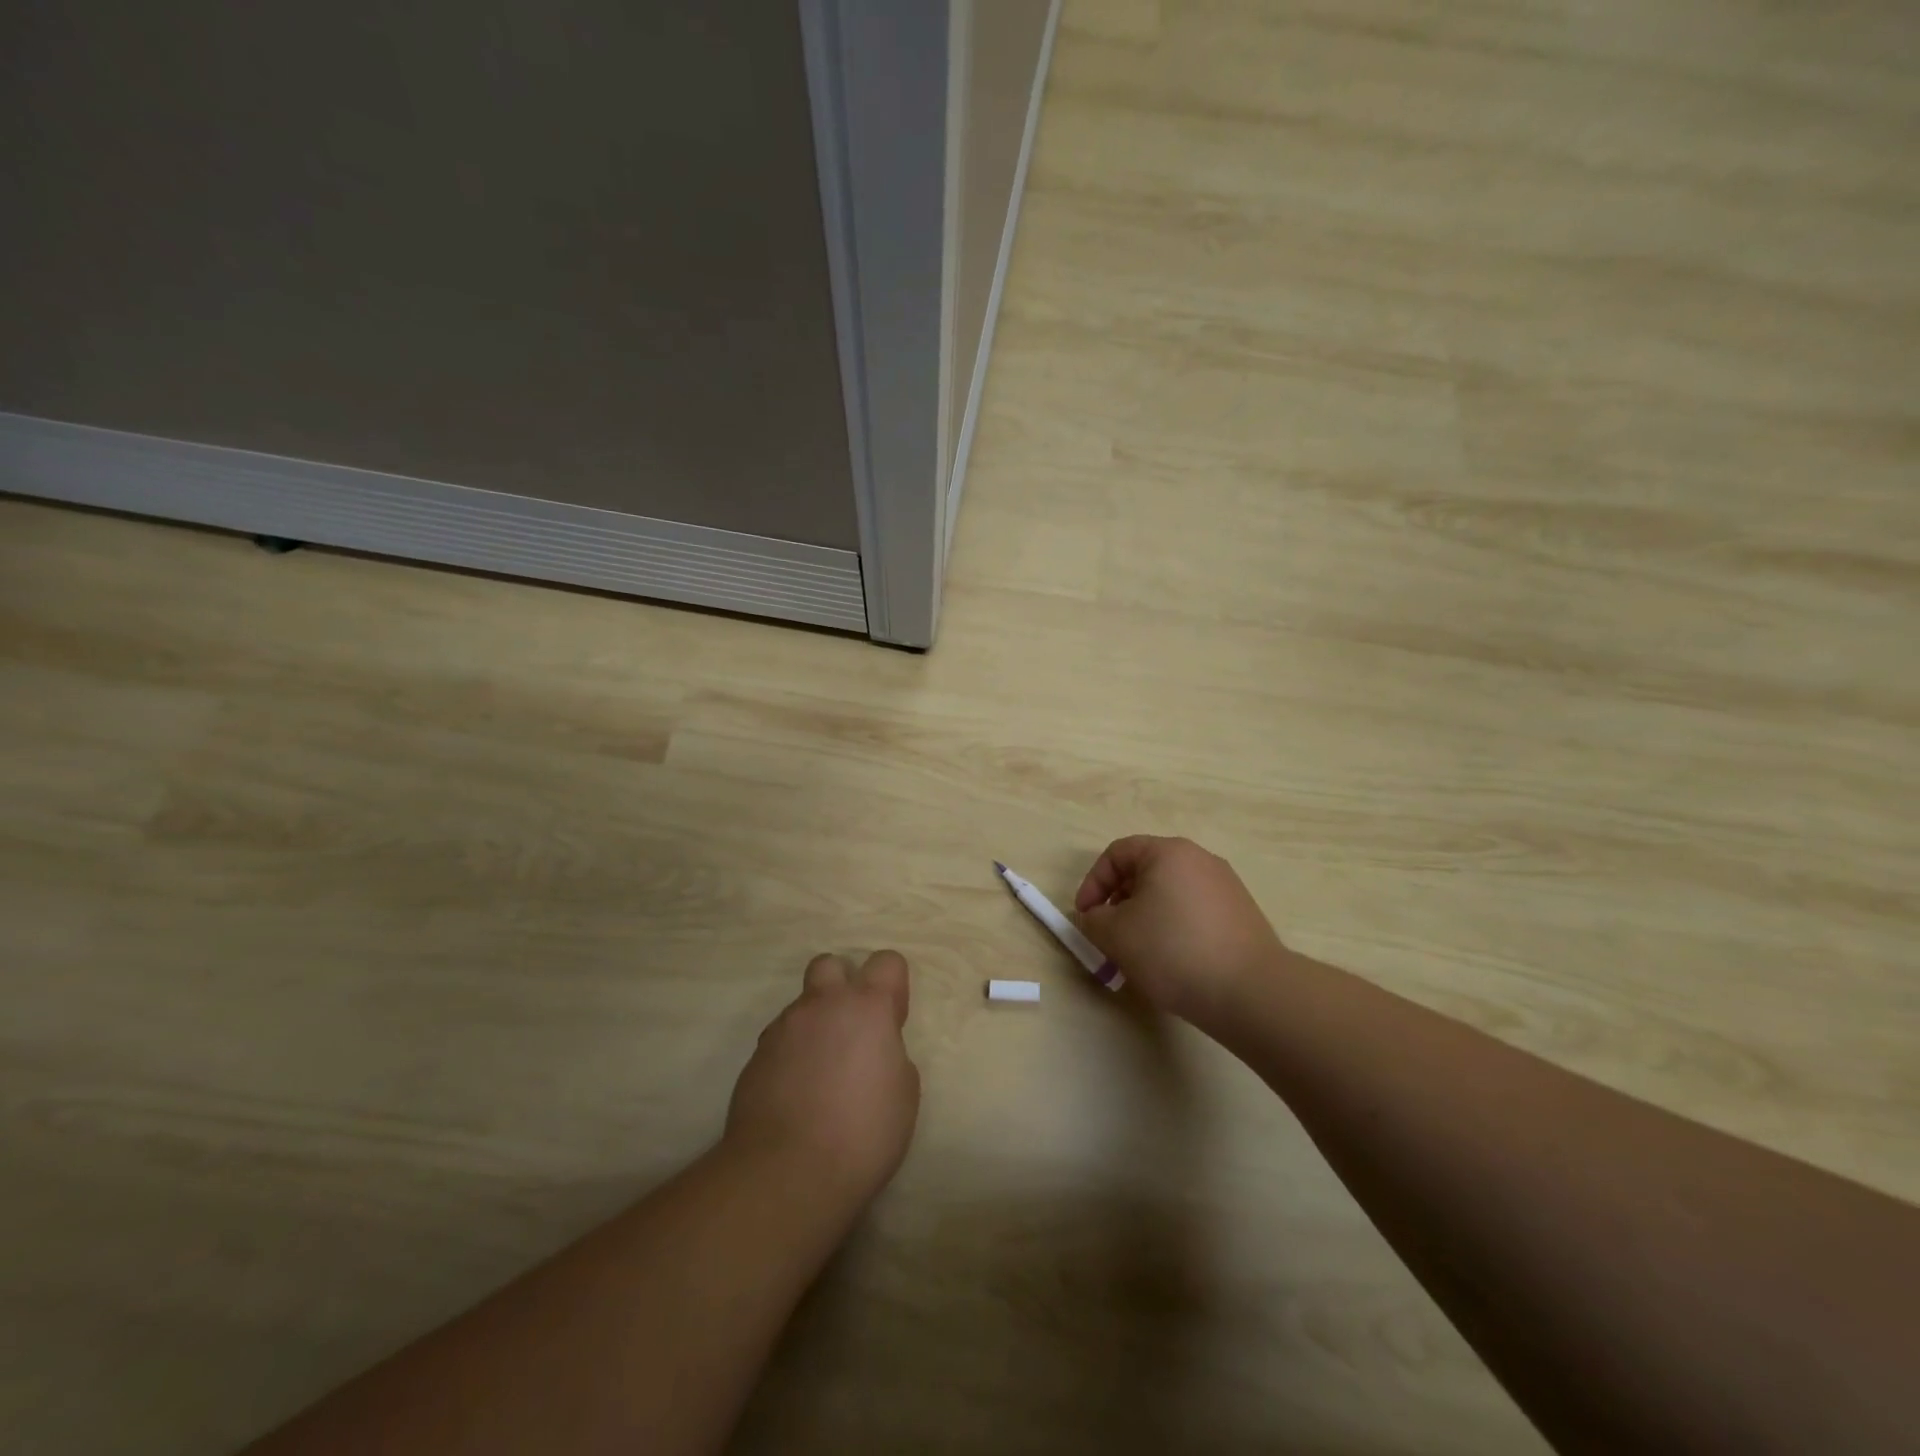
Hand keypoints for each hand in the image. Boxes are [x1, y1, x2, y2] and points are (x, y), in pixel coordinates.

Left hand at [724, 950, 920, 1206]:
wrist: (786, 1173)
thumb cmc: (862, 1133)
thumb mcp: (904, 1094)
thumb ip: (891, 1055)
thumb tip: (874, 1053)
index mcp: (868, 1007)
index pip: (887, 961)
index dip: (893, 985)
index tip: (893, 1020)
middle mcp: (823, 1005)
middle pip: (830, 965)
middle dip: (841, 985)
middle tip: (850, 1029)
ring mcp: (783, 1028)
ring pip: (801, 1007)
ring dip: (815, 1026)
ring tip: (820, 1075)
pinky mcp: (755, 1057)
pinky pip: (779, 1041)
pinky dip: (791, 1056)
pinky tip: (796, 1094)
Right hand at [1074, 836, 1288, 1025]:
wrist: (1251, 992)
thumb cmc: (1173, 951)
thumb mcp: (1116, 934)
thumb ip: (1093, 919)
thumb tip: (1096, 917)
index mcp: (1168, 852)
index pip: (1117, 854)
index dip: (1093, 883)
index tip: (1085, 917)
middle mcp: (1199, 860)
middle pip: (1145, 871)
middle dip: (1118, 902)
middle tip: (1109, 936)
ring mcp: (1225, 886)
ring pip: (1169, 893)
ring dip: (1145, 917)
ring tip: (1138, 953)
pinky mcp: (1240, 914)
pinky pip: (1193, 912)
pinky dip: (1173, 928)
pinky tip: (1172, 961)